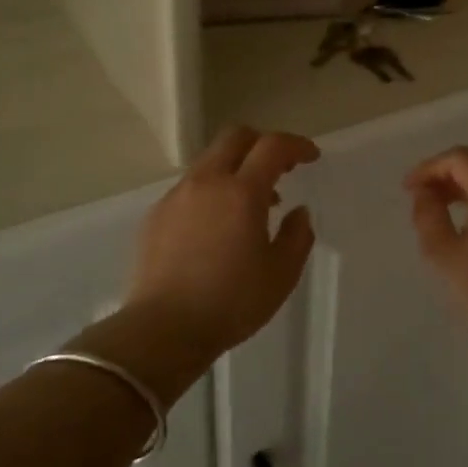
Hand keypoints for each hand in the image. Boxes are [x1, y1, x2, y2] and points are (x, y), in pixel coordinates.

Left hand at [126, 126, 319, 360]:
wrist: (163, 329)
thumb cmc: (231, 302)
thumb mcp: (281, 275)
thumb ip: (297, 236)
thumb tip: (297, 212)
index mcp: (241, 191)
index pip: (273, 146)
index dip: (296, 145)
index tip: (311, 157)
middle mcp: (206, 181)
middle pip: (235, 137)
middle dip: (262, 143)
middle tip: (280, 168)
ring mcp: (176, 196)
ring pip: (210, 161)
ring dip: (235, 168)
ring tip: (250, 204)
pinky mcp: (156, 214)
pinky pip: (190, 187)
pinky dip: (211, 191)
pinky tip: (216, 226)